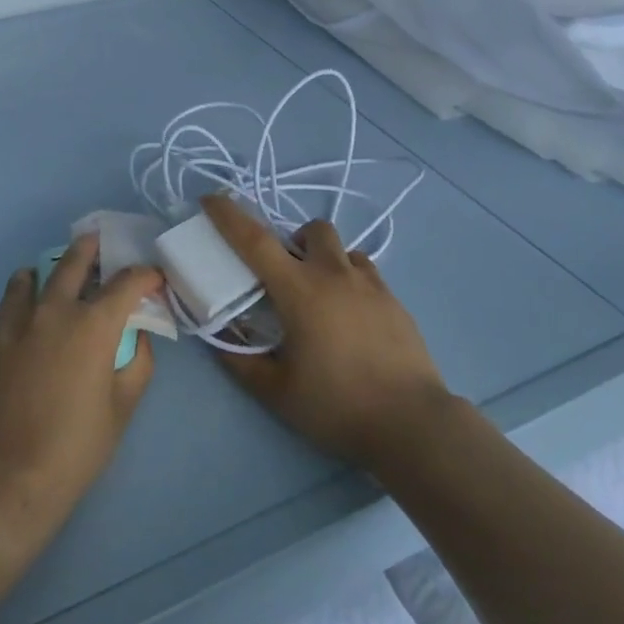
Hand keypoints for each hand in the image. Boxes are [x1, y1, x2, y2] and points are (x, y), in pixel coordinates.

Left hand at [0, 235, 160, 531]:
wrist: (5, 481)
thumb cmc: (77, 446)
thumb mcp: (124, 405)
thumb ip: (138, 361)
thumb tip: (136, 336)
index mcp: (92, 325)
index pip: (126, 283)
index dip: (145, 275)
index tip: (153, 278)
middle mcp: (51, 313)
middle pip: (72, 263)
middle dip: (90, 248)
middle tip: (97, 242)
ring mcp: (11, 327)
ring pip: (26, 280)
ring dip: (44, 273)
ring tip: (48, 277)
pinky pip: (5, 316)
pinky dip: (20, 312)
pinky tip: (24, 334)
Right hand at [202, 194, 452, 470]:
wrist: (411, 423)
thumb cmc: (336, 406)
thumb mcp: (276, 391)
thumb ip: (241, 362)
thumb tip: (218, 339)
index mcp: (300, 291)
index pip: (256, 241)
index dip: (230, 216)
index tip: (211, 199)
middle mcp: (336, 276)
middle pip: (313, 230)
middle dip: (293, 240)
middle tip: (284, 275)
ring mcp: (372, 286)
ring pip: (344, 250)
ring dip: (325, 260)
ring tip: (320, 297)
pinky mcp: (396, 302)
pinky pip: (366, 274)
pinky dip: (349, 281)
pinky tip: (350, 318)